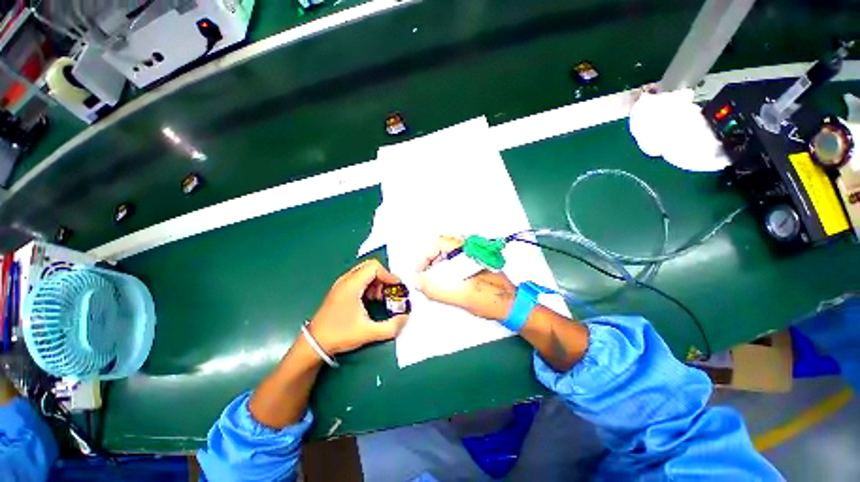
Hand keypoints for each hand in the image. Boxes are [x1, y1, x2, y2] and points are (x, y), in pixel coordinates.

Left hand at [309, 260, 408, 354]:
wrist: (314, 343)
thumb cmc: (340, 335)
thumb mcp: (369, 333)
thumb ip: (391, 326)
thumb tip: (406, 318)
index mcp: (352, 285)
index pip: (374, 267)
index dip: (388, 275)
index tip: (397, 287)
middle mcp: (346, 280)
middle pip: (370, 267)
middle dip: (383, 277)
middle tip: (389, 291)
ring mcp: (341, 284)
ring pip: (364, 272)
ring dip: (377, 282)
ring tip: (381, 298)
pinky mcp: (340, 290)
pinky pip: (359, 279)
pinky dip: (369, 285)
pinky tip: (371, 300)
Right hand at [416, 236, 516, 321]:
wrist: (513, 306)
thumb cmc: (491, 299)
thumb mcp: (462, 296)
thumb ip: (437, 290)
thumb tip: (419, 283)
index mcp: (468, 251)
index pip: (440, 243)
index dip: (426, 256)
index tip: (420, 271)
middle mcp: (471, 250)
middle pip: (443, 247)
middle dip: (431, 261)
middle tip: (425, 276)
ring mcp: (474, 256)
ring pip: (449, 255)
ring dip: (438, 266)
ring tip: (434, 281)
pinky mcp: (475, 264)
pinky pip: (456, 261)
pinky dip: (446, 270)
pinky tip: (446, 283)